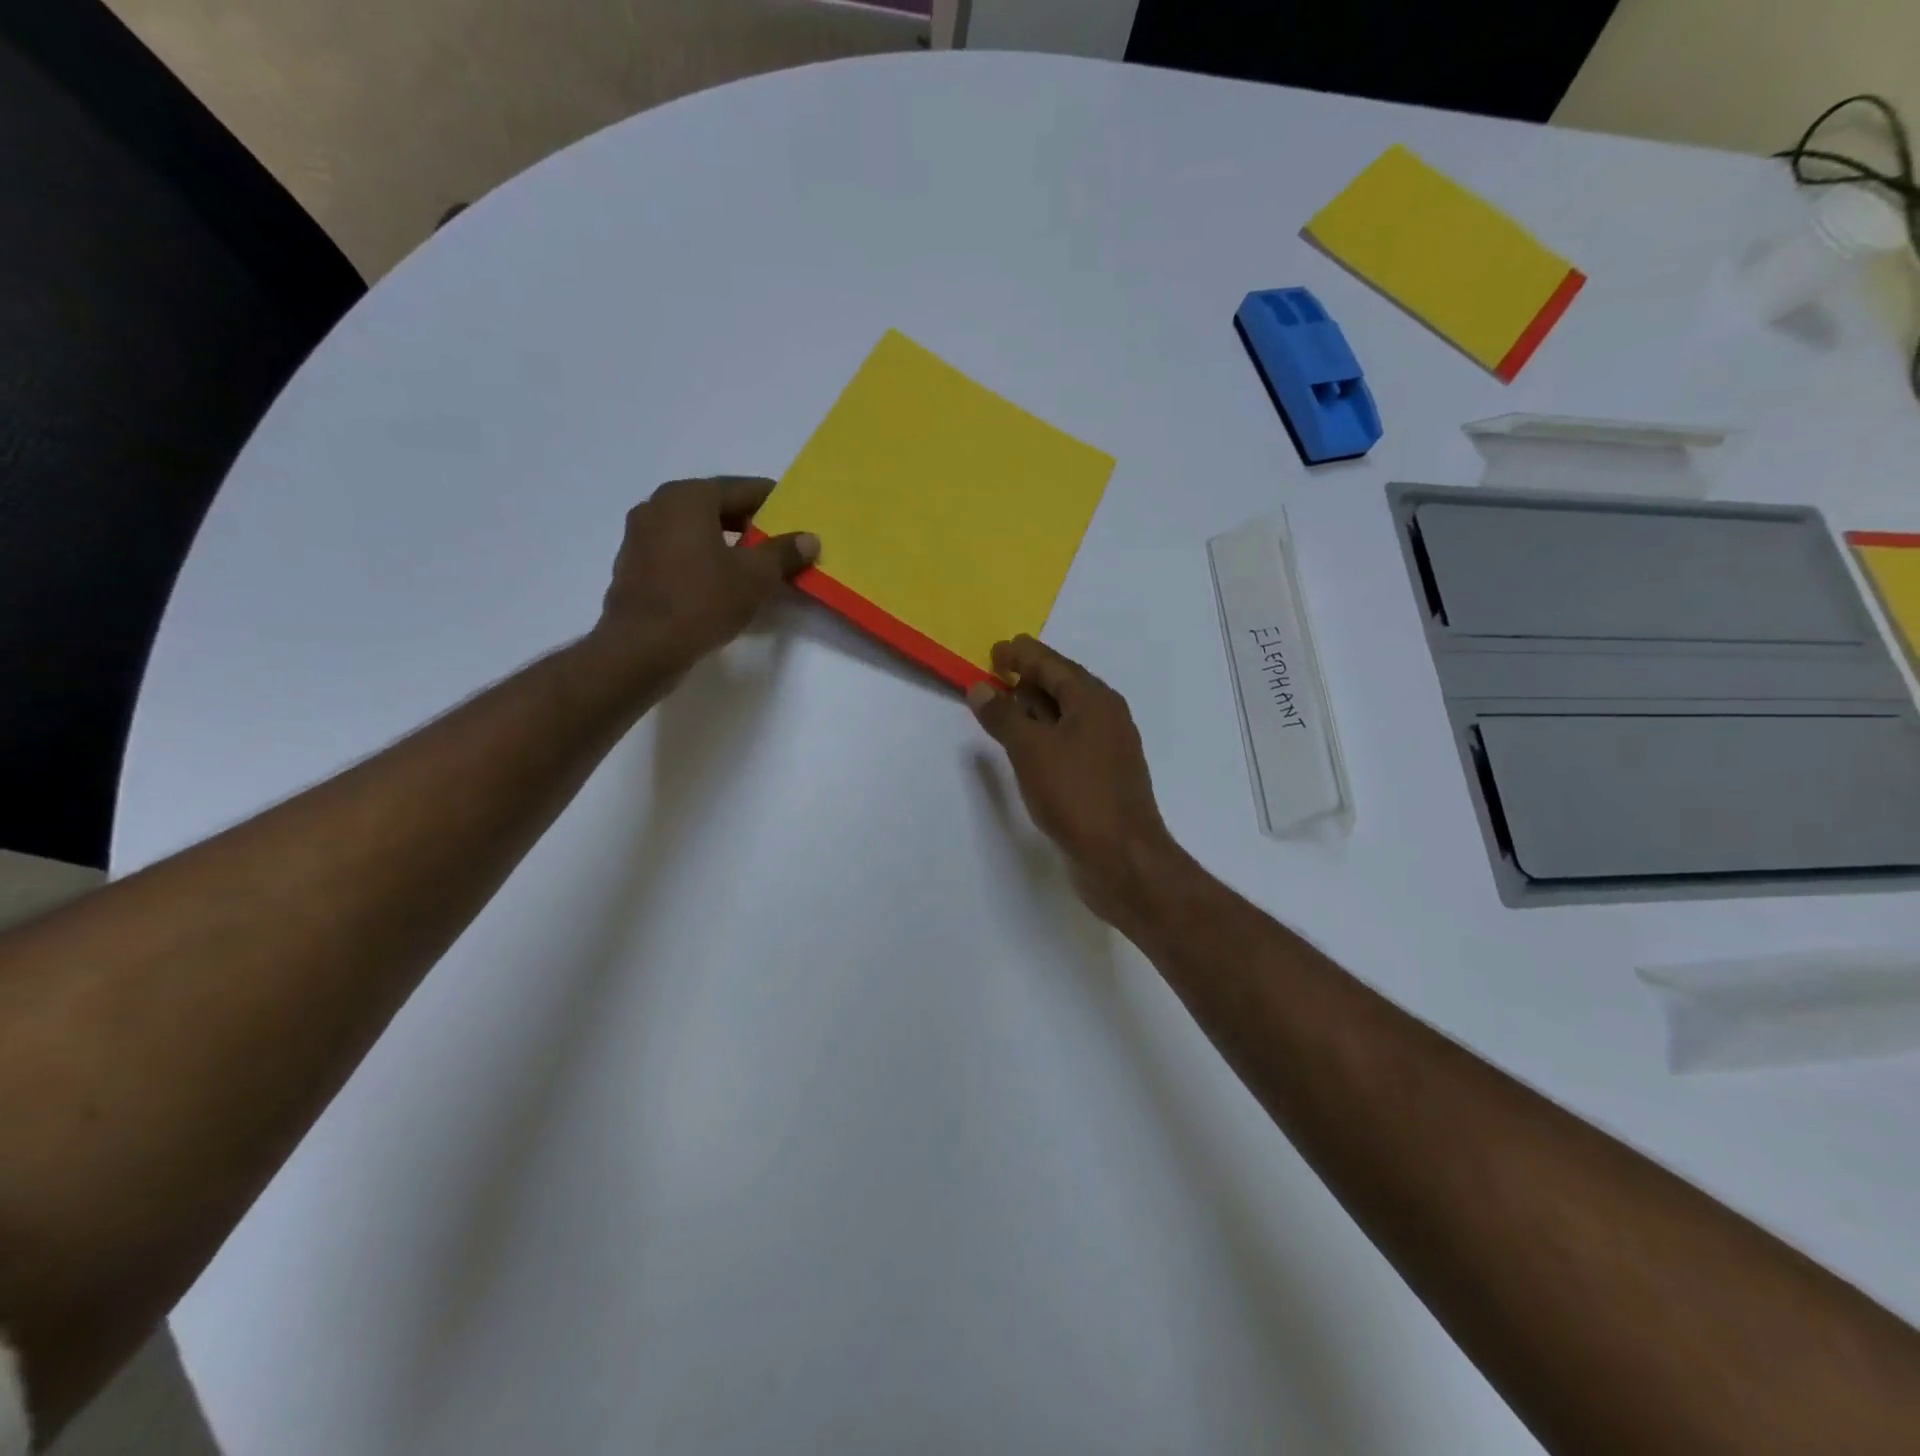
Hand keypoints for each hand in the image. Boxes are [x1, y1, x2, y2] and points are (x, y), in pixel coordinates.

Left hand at [595, 476, 816, 673]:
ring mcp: (640, 536)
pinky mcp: (633, 566)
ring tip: (753, 566)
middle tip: (779, 542)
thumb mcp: (756, 577)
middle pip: (715, 506)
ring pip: (694, 530)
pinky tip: (720, 583)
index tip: (795, 515)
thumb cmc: (702, 601)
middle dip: (749, 523)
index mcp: (688, 497)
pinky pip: (678, 552)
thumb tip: (809, 538)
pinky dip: (702, 560)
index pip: (742, 489)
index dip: (773, 501)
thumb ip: (784, 552)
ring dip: (724, 543)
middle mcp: (658, 506)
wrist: (641, 648)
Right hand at [967, 636, 1185, 923]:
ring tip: (1003, 711)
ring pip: (1065, 716)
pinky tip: (1027, 750)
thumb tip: (981, 688)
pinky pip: (1069, 742)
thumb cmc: (1076, 795)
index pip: (1051, 663)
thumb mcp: (1031, 750)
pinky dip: (1045, 737)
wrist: (1122, 858)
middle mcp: (1106, 716)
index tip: (992, 652)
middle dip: (1027, 680)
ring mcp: (1108, 748)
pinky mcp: (1103, 776)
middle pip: (1061, 685)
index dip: (1020, 655)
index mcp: (1093, 700)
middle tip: (992, 680)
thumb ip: (1003, 715)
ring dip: (1034, 710)